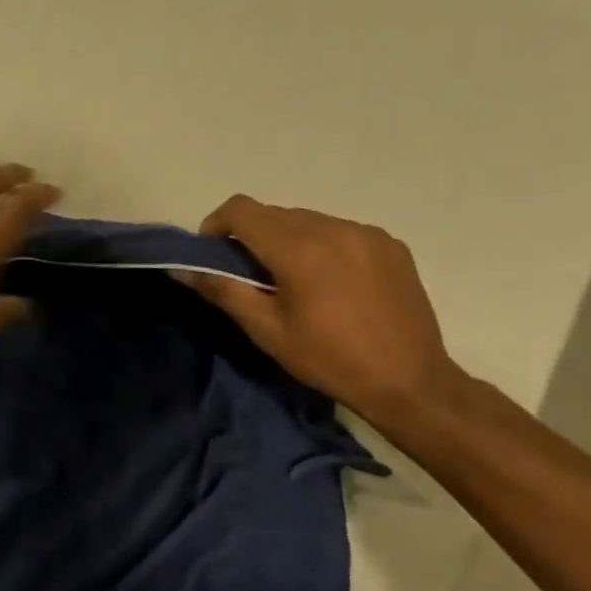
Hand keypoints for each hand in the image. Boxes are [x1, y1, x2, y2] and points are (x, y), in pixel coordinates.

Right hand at [177, 195, 461, 421]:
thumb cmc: (328, 359)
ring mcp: (366, 233)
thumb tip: (181, 269)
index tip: (214, 253)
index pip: (242, 210)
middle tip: (250, 275)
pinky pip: (340, 231)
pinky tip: (329, 283)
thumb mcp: (266, 329)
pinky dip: (321, 245)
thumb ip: (222, 290)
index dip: (217, 224)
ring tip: (292, 280)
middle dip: (251, 236)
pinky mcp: (390, 244)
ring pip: (307, 220)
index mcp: (299, 248)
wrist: (409, 381)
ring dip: (287, 239)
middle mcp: (333, 228)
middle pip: (274, 213)